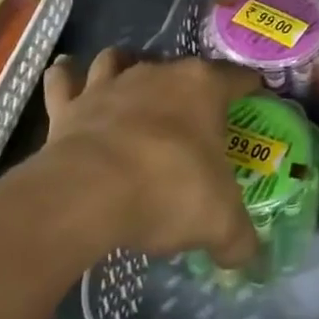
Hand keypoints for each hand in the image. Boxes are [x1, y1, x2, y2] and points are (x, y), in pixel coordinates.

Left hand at [41, 50, 262, 267]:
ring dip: (124, 67)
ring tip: (129, 87)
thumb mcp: (220, 223)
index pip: (237, 78)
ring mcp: (109, 85)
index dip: (249, 90)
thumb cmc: (169, 190)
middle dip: (188, 86)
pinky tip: (67, 78)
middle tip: (195, 118)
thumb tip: (248, 257)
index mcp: (203, 88)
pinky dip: (65, 77)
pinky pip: (63, 80)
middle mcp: (157, 73)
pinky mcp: (69, 105)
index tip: (255, 102)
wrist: (90, 193)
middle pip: (179, 69)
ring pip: (118, 60)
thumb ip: (239, 239)